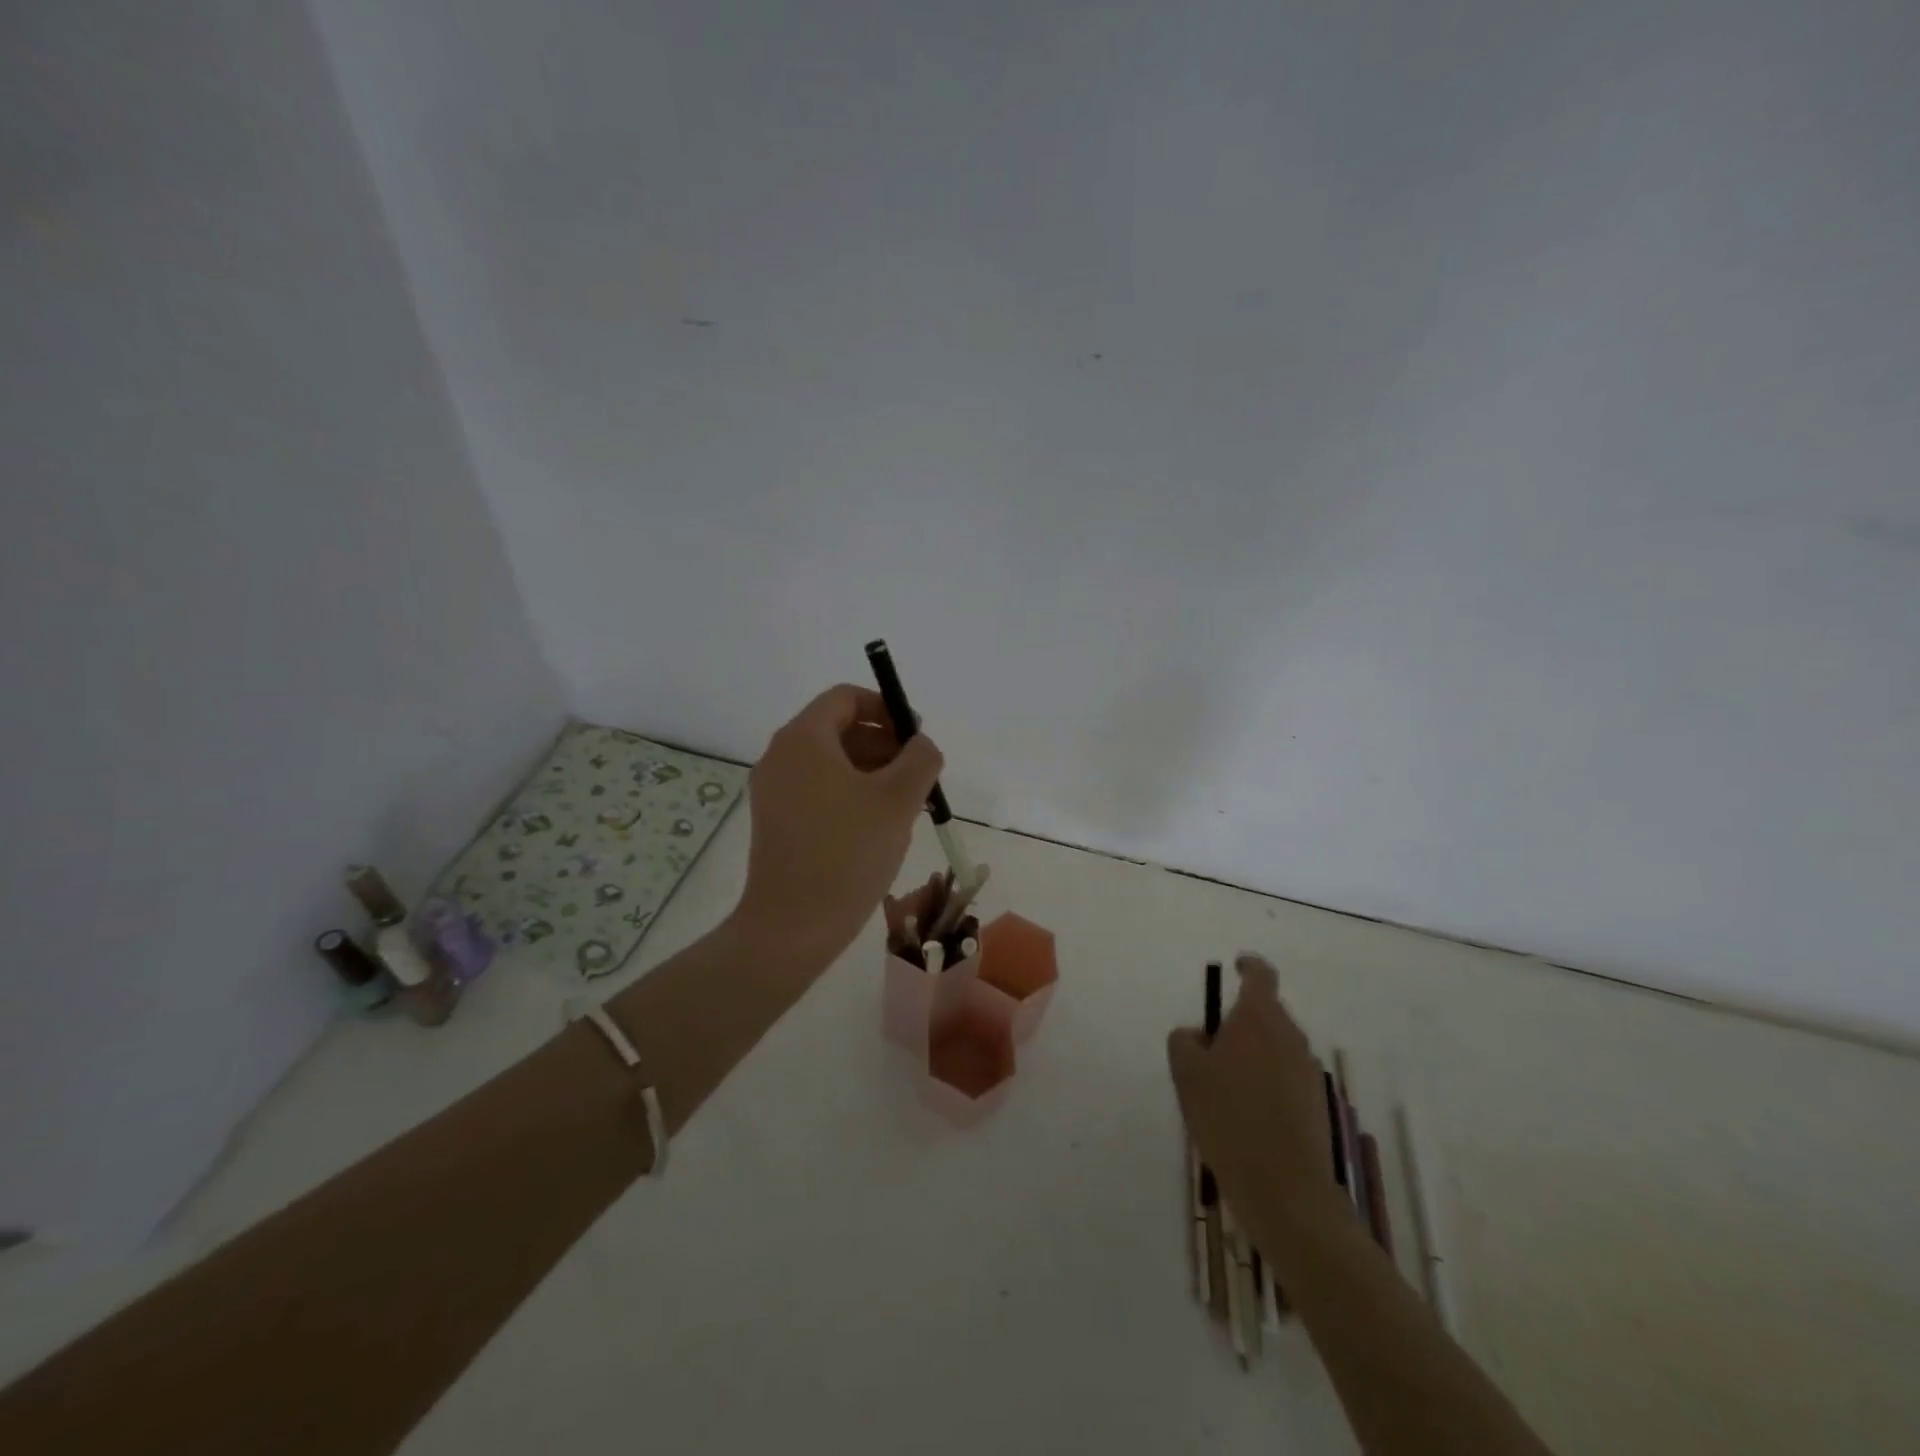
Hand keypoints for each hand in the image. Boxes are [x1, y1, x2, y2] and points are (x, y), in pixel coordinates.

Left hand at [732, 684, 943, 965]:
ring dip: (872, 772)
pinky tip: (878, 827)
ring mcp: (773, 792)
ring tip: (906, 805)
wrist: (792, 927)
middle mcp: (781, 757)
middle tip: (919, 776)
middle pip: (838, 730)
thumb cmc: (848, 853)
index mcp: (804, 739)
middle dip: (884, 744)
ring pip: (830, 764)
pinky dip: (850, 794)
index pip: (846, 698)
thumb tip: (921, 743)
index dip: (886, 708)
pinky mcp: (775, 823)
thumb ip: (920, 758)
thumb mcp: (898, 799)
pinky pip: (818, 791)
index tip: (916, 737)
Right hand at [1167, 954, 1344, 1255]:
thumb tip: (1198, 1035)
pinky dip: (1267, 1083)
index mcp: (1259, 1017)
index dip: (1248, 965)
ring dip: (1253, 1055)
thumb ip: (1184, 1041)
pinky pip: (1286, 1077)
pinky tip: (1246, 1116)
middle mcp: (1290, 1035)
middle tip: (1210, 1049)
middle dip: (1240, 1022)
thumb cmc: (1228, 1116)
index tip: (1236, 967)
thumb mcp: (1186, 1073)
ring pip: (1276, 1047)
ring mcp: (1308, 1070)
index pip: (1260, 974)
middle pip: (1266, 1013)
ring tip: (1224, 1089)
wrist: (1284, 1188)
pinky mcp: (1317, 1103)